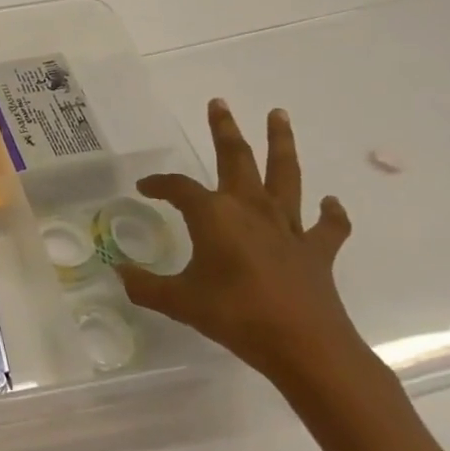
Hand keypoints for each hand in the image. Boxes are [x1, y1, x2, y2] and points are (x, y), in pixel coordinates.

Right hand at [116, 101, 364, 389]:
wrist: (306, 346)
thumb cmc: (235, 316)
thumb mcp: (178, 302)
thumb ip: (145, 286)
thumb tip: (118, 273)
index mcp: (214, 216)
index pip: (179, 188)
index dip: (159, 184)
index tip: (145, 187)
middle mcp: (250, 210)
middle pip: (236, 159)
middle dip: (225, 130)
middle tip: (219, 103)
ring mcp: (287, 228)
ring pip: (285, 175)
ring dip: (281, 143)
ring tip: (279, 115)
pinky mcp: (317, 250)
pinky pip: (327, 226)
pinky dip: (330, 213)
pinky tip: (330, 203)